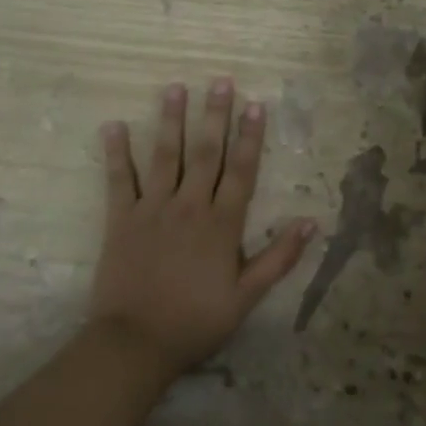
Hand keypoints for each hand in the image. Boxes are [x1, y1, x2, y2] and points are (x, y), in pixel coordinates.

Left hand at [90, 78, 315, 382]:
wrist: (135, 344)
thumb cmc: (196, 321)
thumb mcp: (246, 297)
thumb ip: (279, 258)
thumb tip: (311, 222)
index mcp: (221, 224)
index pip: (241, 171)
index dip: (250, 136)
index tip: (256, 104)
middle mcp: (189, 206)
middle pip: (205, 153)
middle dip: (215, 115)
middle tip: (220, 81)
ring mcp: (152, 209)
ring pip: (165, 156)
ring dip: (171, 120)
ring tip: (175, 88)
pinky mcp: (120, 219)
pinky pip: (119, 180)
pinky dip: (116, 152)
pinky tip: (115, 125)